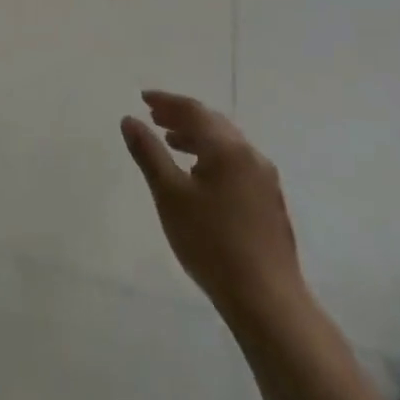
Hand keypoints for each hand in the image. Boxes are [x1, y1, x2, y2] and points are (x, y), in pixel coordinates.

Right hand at [122, 92, 308, 330]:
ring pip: (227, 144)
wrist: (267, 301)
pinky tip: (200, 175)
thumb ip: (148, 153)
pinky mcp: (270, 203)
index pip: (194, 111)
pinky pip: (236, 163)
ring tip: (172, 142)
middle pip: (213, 123)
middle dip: (182, 116)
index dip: (167, 101)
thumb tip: (129, 120)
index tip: (143, 98)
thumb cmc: (211, 242)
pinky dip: (213, 156)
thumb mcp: (169, 195)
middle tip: (155, 116)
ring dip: (197, 136)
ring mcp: (265, 180)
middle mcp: (251, 156)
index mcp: (228, 149)